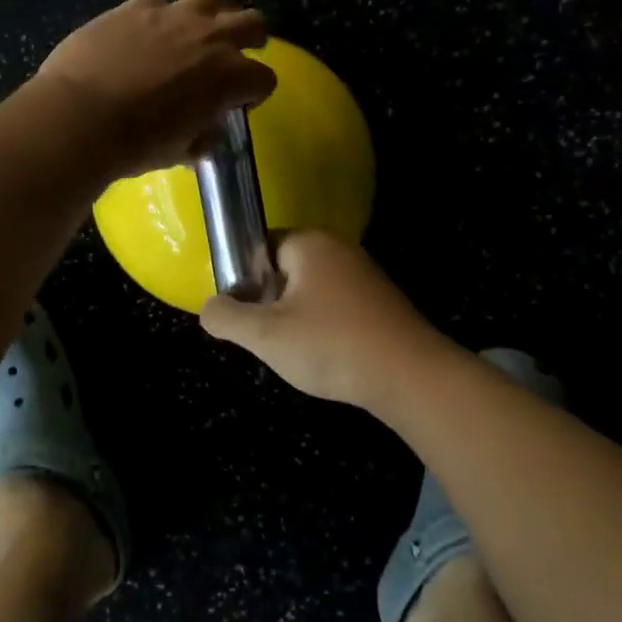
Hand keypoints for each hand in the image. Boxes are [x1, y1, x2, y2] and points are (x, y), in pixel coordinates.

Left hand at [31, 0, 276, 180]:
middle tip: (237, 52)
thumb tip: (208, 134)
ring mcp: (172, 15)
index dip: (255, 92)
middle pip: (252, 22)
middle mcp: (209, 37)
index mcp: (229, 76)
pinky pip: (157, 1)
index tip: (239, 104)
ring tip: (201, 27)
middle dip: (251, 37)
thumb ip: (201, 137)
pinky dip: (159, 15)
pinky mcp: (134, 7)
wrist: (81, 117)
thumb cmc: (136, 143)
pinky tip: (144, 31)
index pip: (264, 78)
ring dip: (214, 10)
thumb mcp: (179, 151)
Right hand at [199, 230, 462, 409]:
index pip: (259, 246)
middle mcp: (338, 249)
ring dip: (295, 318)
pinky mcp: (380, 302)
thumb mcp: (265, 335)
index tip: (243, 315)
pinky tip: (325, 356)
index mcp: (309, 243)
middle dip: (269, 302)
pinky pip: (335, 306)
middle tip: (267, 337)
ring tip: (295, 351)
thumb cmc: (331, 346)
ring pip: (309, 291)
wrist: (412, 378)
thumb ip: (226, 317)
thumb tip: (209, 308)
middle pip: (283, 269)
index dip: (243, 279)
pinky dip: (323, 327)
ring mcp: (363, 274)